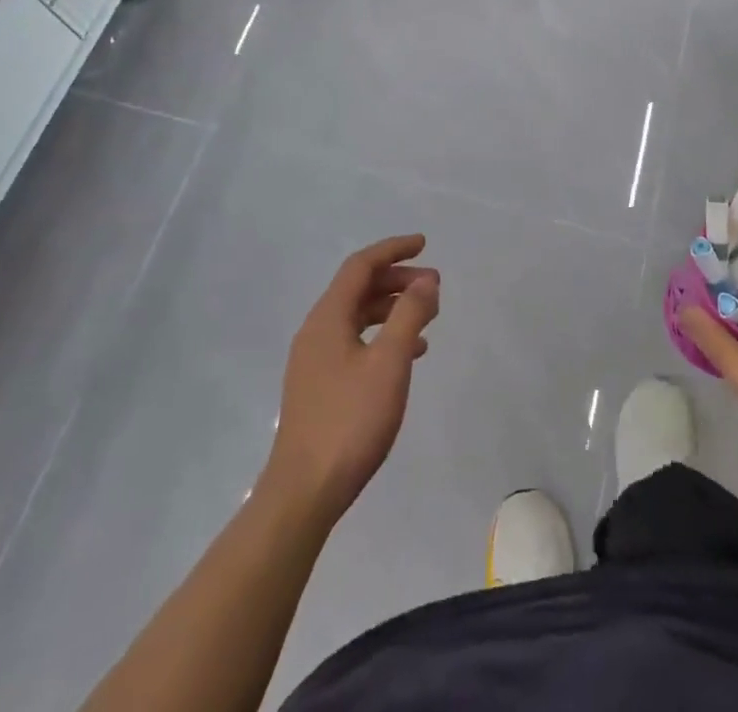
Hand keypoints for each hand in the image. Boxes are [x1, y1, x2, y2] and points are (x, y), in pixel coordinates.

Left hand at [263, 235, 439, 519]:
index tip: (424, 244)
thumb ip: (410, 315)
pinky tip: (407, 355)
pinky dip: (382, 336)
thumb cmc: (350, 420)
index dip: (393, 249)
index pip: (361, 266)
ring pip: (357, 317)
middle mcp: (316, 331)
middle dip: (397, 279)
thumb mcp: (389, 362)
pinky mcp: (319, 386)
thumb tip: (426, 280)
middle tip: (433, 285)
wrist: (304, 492)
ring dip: (392, 308)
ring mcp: (314, 361)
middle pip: (358, 289)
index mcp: (327, 318)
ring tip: (427, 317)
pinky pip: (355, 343)